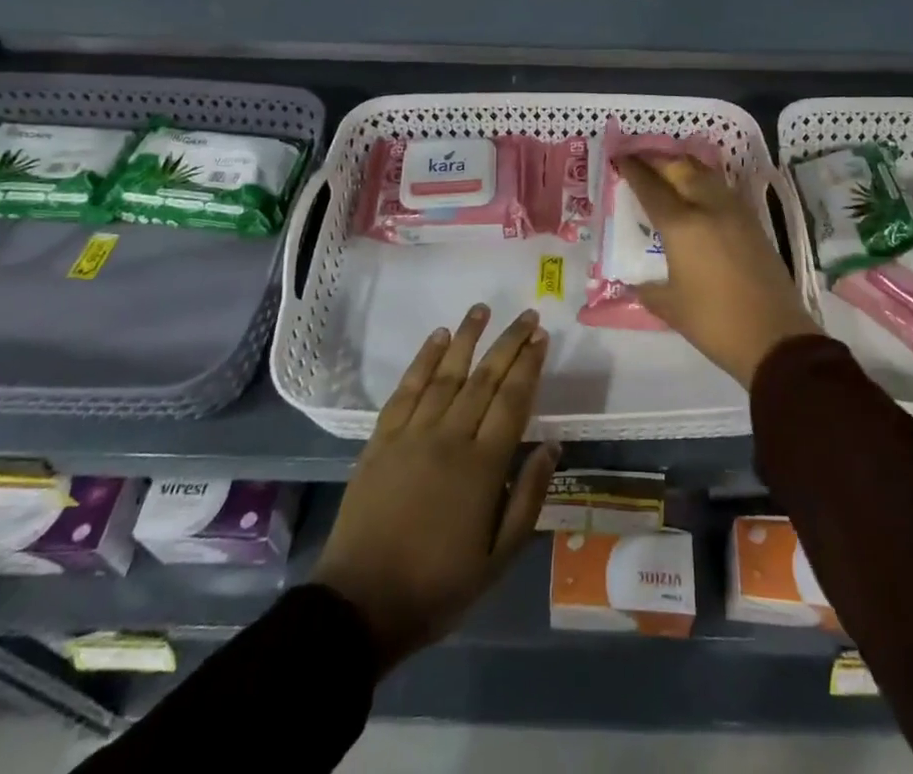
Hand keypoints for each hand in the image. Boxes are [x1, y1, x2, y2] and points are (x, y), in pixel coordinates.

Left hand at [311, 305, 557, 670]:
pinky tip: (437, 338)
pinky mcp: (382, 437)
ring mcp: (413, 433)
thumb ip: (528, 498)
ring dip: (466, 338)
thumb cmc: (438, 585)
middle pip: (485, 378)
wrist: (361, 603)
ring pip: (446, 373)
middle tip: (527, 315)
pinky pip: (407, 388)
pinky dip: (424, 359)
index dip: (529, 365)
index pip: (513, 401)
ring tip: (482, 309)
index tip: (541, 337)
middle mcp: (450, 437)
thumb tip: (551, 446)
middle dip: (508, 343)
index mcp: (483, 467)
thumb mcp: (498, 559)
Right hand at [618, 155, 821, 387]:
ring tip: (667, 170)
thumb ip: (647, 288)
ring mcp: (735, 212)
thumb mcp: (669, 307)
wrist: (775, 337)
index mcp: (682, 226)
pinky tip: (697, 193)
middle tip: (640, 160)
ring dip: (682, 166)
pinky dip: (703, 181)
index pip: (651, 187)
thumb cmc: (715, 322)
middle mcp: (708, 207)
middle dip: (657, 160)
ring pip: (705, 173)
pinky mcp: (753, 222)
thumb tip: (635, 281)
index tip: (619, 158)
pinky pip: (722, 188)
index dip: (632, 170)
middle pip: (680, 168)